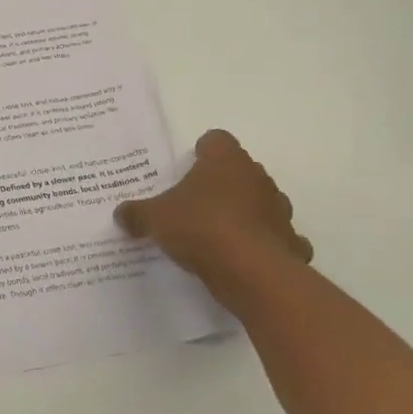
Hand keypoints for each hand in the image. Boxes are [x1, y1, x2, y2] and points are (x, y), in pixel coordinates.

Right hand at [115, 131, 310, 292]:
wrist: (252, 273)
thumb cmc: (201, 228)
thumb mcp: (154, 218)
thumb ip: (137, 213)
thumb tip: (121, 213)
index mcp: (225, 161)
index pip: (216, 140)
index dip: (202, 151)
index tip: (187, 167)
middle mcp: (257, 178)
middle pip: (239, 171)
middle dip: (221, 184)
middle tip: (194, 203)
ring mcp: (279, 210)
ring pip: (261, 203)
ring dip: (245, 213)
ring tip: (218, 233)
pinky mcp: (291, 243)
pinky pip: (276, 238)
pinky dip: (263, 244)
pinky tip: (243, 258)